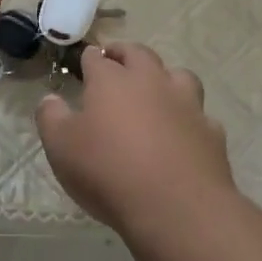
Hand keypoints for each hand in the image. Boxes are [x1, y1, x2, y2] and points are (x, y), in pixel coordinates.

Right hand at [36, 44, 234, 234]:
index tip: (84, 62)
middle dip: (125, 53)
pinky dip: (189, 117)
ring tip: (155, 90)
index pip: (97, 58)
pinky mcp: (211, 132)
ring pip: (178, 75)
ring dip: (165, 77)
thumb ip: (51, 118)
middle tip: (116, 60)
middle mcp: (151, 82)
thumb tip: (50, 99)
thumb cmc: (108, 171)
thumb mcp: (61, 147)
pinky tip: (182, 132)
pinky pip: (200, 115)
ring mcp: (186, 105)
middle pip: (139, 54)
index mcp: (111, 81)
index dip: (89, 58)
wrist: (176, 207)